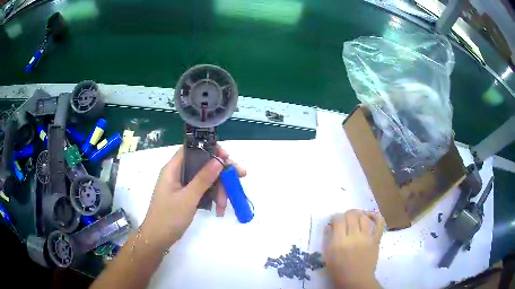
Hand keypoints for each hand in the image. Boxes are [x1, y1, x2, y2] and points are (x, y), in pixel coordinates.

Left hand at [140, 145, 245, 250]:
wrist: (158, 239)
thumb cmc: (169, 217)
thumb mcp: (188, 198)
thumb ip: (203, 178)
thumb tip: (219, 160)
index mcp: (173, 168)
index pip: (192, 149)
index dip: (210, 149)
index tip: (227, 157)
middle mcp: (177, 174)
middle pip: (202, 165)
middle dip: (220, 173)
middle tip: (240, 177)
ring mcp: (181, 186)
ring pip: (204, 180)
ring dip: (218, 190)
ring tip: (224, 206)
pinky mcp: (185, 197)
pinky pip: (202, 191)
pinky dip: (211, 198)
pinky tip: (219, 209)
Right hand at [324, 209, 383, 288]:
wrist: (356, 280)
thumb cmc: (339, 270)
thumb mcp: (327, 256)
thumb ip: (327, 239)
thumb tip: (329, 225)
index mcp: (339, 242)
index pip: (338, 219)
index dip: (336, 217)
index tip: (335, 221)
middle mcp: (354, 237)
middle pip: (351, 215)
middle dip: (347, 214)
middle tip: (345, 219)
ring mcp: (367, 237)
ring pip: (364, 217)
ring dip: (359, 214)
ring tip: (356, 217)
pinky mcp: (376, 240)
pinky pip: (379, 223)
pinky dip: (376, 216)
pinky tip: (370, 216)